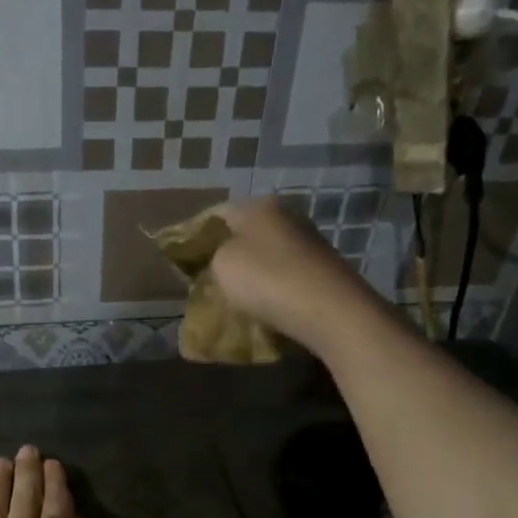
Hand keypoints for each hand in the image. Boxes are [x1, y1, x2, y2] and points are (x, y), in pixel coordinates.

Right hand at [208, 197, 386, 357]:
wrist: (331, 311)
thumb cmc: (267, 280)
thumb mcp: (222, 265)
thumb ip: (213, 256)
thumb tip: (221, 258)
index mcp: (259, 206)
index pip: (217, 215)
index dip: (198, 238)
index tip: (186, 263)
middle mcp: (287, 216)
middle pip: (246, 234)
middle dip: (228, 257)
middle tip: (210, 283)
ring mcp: (310, 241)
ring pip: (268, 255)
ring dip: (252, 275)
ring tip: (237, 300)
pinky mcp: (324, 268)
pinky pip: (287, 275)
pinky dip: (274, 288)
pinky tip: (266, 306)